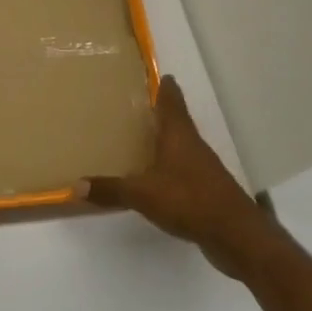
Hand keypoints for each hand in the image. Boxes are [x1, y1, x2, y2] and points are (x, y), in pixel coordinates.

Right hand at [82, 76, 281, 278]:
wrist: (236, 235)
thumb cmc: (189, 201)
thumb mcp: (143, 194)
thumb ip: (110, 189)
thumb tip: (75, 185)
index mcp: (179, 136)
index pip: (172, 103)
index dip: (166, 88)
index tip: (161, 75)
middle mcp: (193, 147)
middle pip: (178, 122)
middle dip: (161, 114)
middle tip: (139, 106)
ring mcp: (204, 170)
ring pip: (182, 147)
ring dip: (166, 141)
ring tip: (143, 140)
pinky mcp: (207, 191)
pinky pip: (184, 171)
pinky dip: (170, 168)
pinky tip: (156, 178)